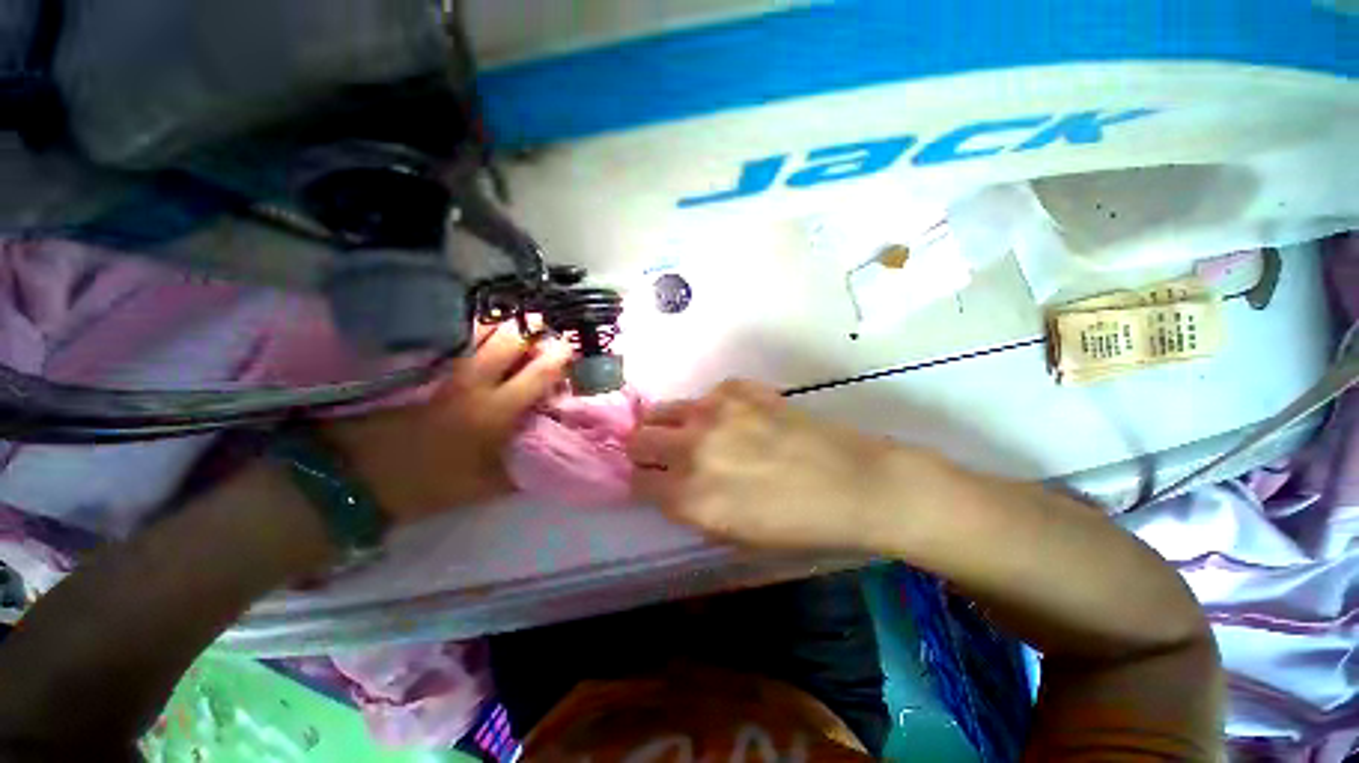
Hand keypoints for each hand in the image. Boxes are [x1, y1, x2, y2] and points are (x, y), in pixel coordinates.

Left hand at [322, 324, 570, 524]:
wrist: (357, 478)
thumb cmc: (427, 485)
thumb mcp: (483, 487)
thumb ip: (521, 471)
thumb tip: (548, 455)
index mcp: (495, 412)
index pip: (538, 374)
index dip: (558, 357)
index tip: (569, 348)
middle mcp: (473, 383)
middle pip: (509, 339)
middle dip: (531, 328)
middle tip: (542, 328)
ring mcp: (444, 370)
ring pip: (478, 331)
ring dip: (502, 325)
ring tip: (514, 326)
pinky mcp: (421, 368)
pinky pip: (453, 338)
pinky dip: (471, 330)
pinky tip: (479, 333)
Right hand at [627, 379, 912, 551]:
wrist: (852, 483)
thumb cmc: (796, 525)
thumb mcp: (733, 536)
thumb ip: (690, 509)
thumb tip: (666, 485)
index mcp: (689, 496)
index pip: (636, 481)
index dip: (642, 481)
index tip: (651, 479)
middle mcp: (692, 448)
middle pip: (639, 438)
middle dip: (646, 449)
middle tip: (664, 453)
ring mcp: (714, 411)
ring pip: (662, 410)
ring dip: (668, 424)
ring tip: (692, 432)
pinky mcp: (737, 388)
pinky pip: (706, 395)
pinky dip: (711, 408)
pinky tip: (737, 419)